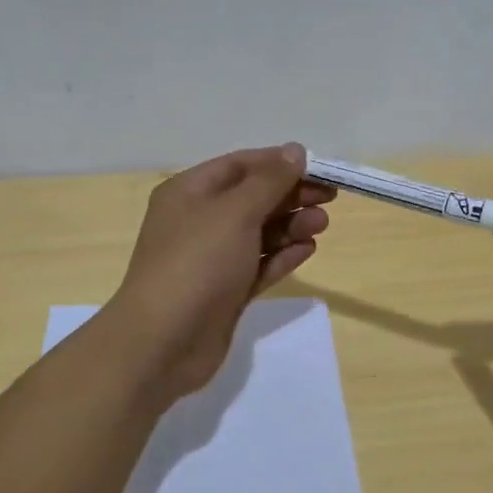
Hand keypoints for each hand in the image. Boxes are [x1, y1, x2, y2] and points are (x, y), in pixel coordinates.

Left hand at [104, 144, 333, 402]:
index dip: (279, 163)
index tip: (319, 168)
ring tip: (321, 225)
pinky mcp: (225, 292)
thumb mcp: (235, 212)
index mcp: (189, 192)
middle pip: (252, 198)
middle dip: (290, 195)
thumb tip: (294, 151)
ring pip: (258, 233)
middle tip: (329, 199)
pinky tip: (308, 249)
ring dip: (290, 225)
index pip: (240, 166)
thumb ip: (269, 181)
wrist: (163, 342)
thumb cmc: (197, 263)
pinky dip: (282, 256)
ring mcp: (211, 259)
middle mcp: (198, 221)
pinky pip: (258, 265)